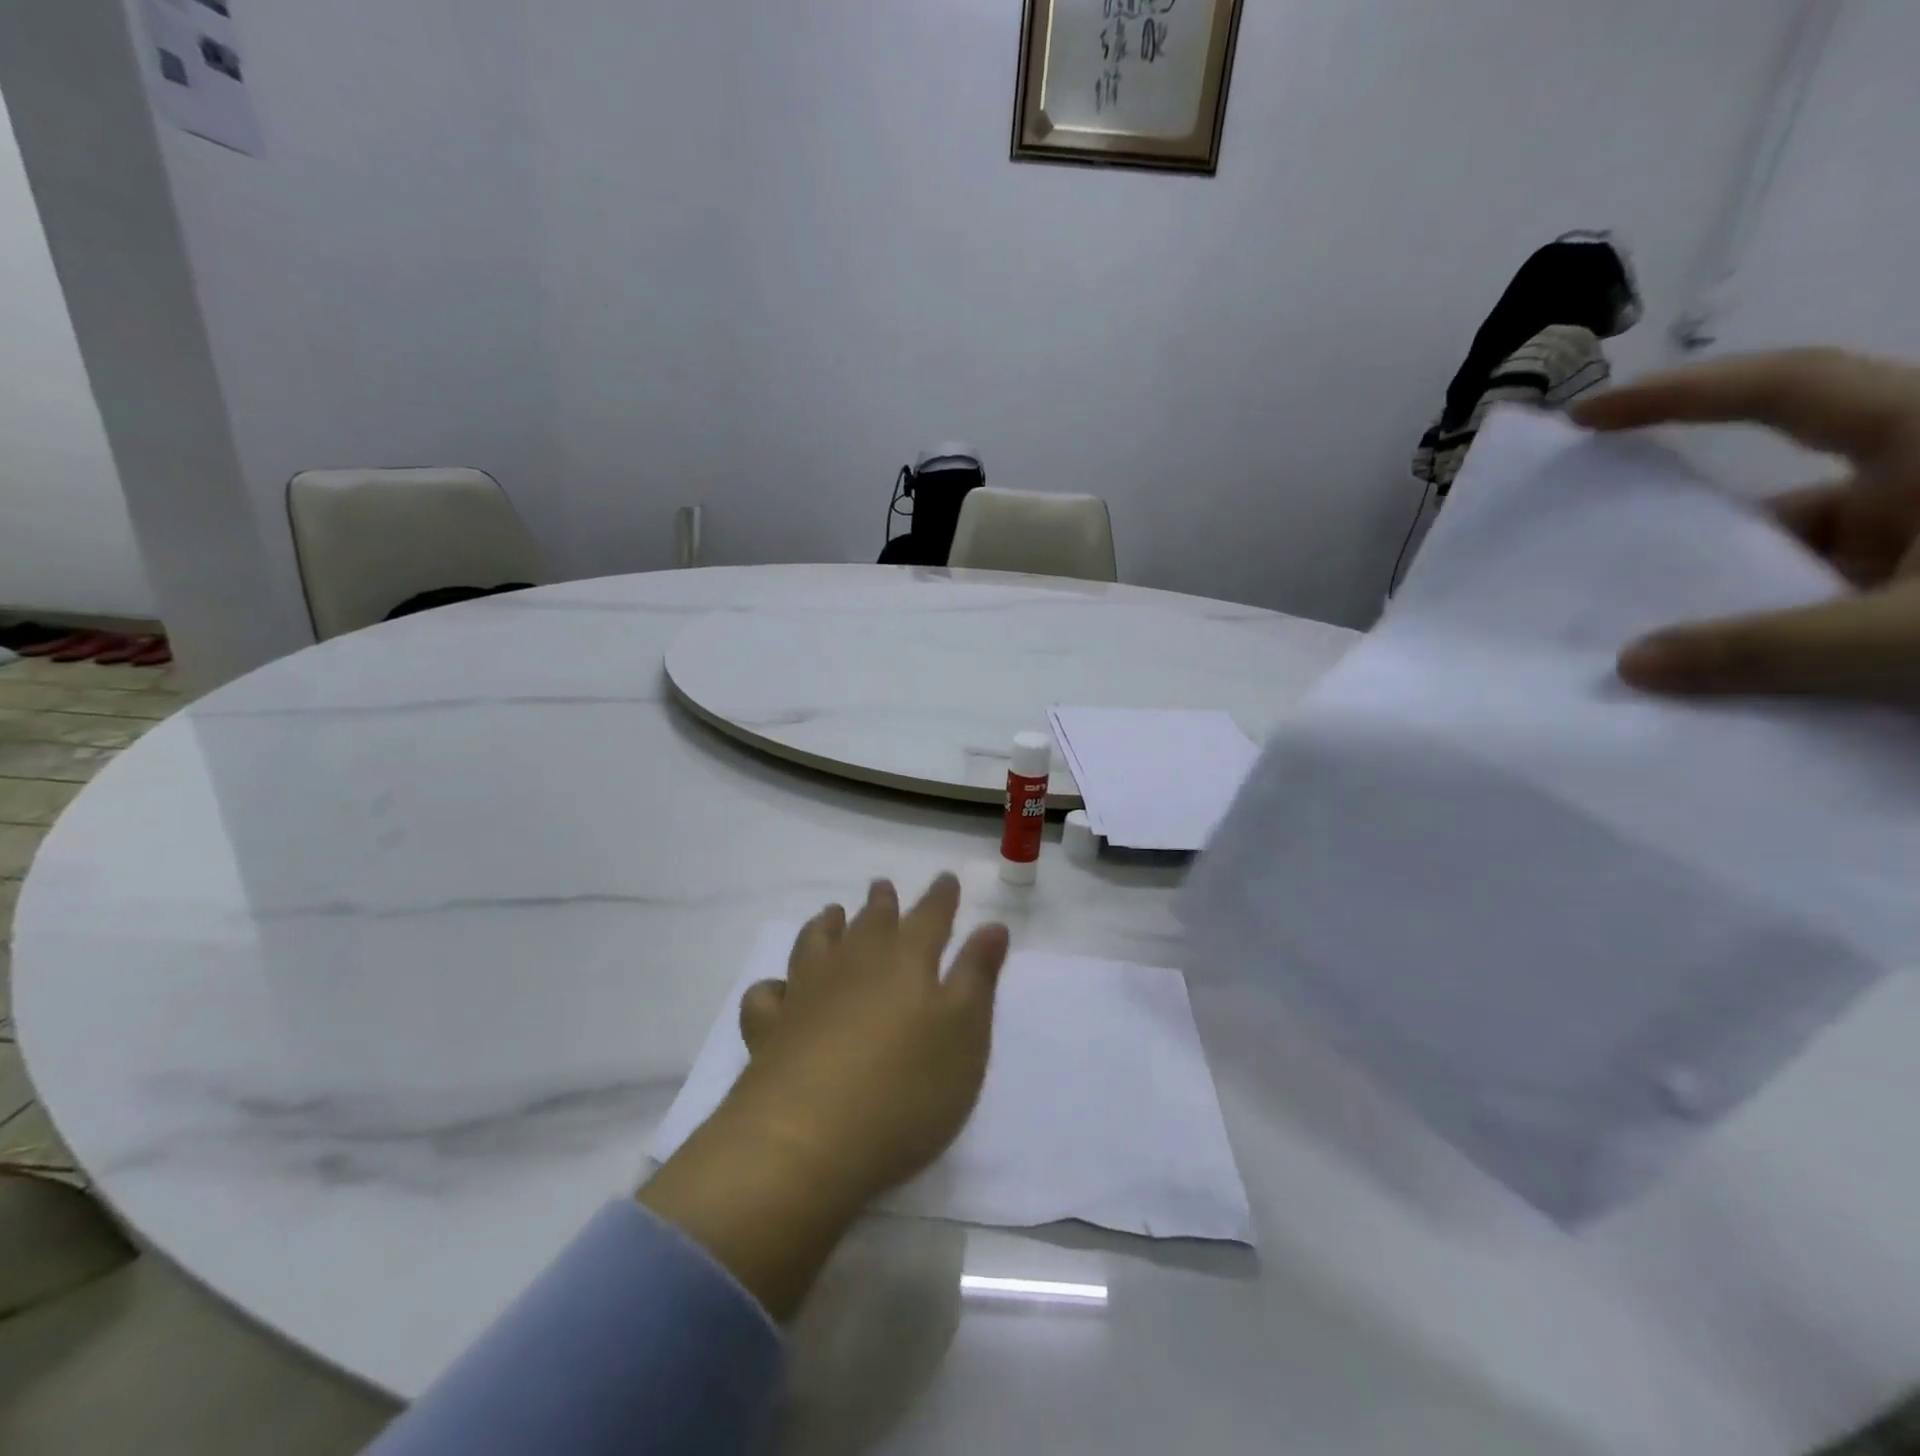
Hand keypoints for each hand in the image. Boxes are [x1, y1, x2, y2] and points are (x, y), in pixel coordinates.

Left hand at [640, 874, 1008, 1319]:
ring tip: (831, 913)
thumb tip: (992, 925)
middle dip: (882, 903)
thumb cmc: (905, 1089)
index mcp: (906, 960)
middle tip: (883, 886)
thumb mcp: (964, 1034)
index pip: (930, 916)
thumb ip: (977, 976)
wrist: (806, 1141)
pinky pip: (767, 994)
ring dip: (827, 924)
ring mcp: (806, 993)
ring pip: (816, 943)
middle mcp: (854, 963)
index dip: (941, 897)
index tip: (946, 879)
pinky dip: (775, 985)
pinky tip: (780, 990)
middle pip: (870, 921)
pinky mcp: (769, 1029)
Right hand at [1573, 348, 1919, 704]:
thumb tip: (1634, 663)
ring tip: (1663, 652)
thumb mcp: (1911, 639)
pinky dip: (1784, 633)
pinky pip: (1834, 599)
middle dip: (1695, 541)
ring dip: (1738, 602)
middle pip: (1779, 494)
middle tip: (1605, 575)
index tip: (1590, 418)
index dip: (1682, 395)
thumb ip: (1764, 651)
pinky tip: (1738, 672)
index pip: (1785, 390)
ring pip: (1805, 557)